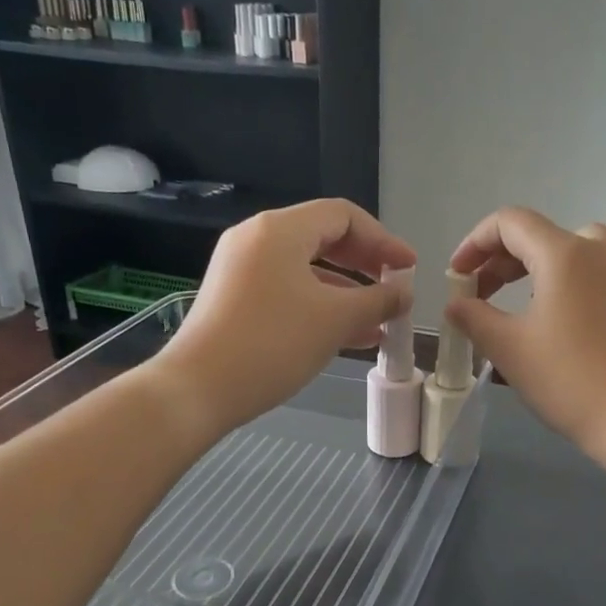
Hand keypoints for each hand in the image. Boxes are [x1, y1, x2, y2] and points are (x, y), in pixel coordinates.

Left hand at [153, 199, 413, 435]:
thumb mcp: (335, 320)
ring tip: (380, 322)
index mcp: (280, 230)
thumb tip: (403, 294)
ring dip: (347, 292)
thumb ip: (378, 301)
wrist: (197, 389)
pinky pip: (288, 291)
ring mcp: (242, 270)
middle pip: (324, 238)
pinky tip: (349, 337)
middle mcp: (257, 239)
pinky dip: (321, 307)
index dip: (383, 239)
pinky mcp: (235, 300)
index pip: (343, 216)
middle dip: (366, 265)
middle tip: (395, 289)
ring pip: (307, 270)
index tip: (409, 268)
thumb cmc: (272, 344)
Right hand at [449, 207, 605, 499]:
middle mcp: (602, 249)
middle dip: (503, 262)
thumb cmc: (570, 381)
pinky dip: (574, 284)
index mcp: (565, 252)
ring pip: (575, 253)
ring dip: (538, 271)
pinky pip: (602, 274)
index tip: (457, 275)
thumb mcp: (509, 349)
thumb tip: (456, 303)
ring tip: (521, 306)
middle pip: (542, 236)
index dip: (475, 243)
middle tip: (480, 297)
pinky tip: (568, 318)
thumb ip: (474, 317)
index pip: (510, 223)